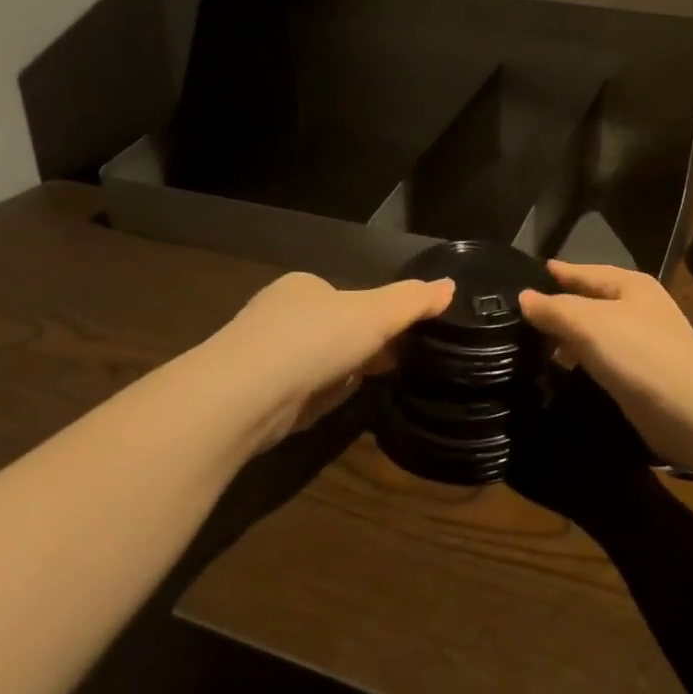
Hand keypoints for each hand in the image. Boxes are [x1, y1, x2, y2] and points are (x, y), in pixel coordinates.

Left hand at [194, 272, 453, 450]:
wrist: (242, 395)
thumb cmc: (314, 339)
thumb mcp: (376, 314)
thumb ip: (413, 301)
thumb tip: (450, 285)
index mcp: (303, 287)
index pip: (345, 297)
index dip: (375, 316)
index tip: (398, 338)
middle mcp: (276, 315)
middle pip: (332, 330)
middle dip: (357, 347)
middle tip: (388, 365)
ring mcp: (259, 357)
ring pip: (314, 363)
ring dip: (337, 375)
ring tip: (362, 388)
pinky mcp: (251, 397)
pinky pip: (297, 394)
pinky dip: (314, 400)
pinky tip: (325, 408)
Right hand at [518, 263, 692, 471]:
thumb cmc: (640, 353)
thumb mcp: (590, 323)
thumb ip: (555, 309)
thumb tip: (524, 297)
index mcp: (630, 284)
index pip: (584, 272)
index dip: (556, 274)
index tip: (523, 277)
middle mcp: (638, 307)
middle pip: (590, 300)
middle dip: (559, 307)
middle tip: (518, 317)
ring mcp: (643, 341)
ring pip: (595, 331)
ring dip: (568, 336)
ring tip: (531, 345)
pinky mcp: (642, 374)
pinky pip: (603, 357)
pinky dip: (582, 359)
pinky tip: (563, 369)